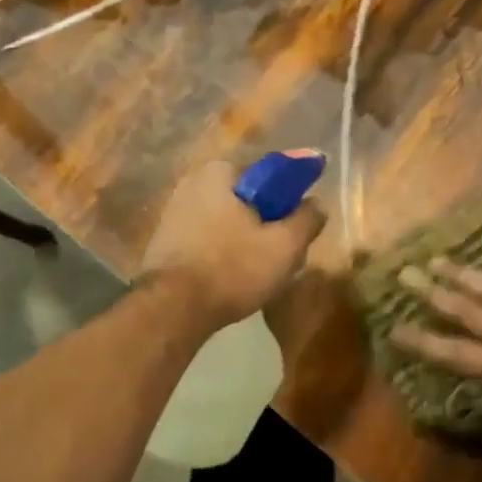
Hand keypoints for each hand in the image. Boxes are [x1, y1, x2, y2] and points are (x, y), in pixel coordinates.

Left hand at [140, 161, 326, 327]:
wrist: (171, 309)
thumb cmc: (232, 268)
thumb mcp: (285, 246)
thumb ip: (307, 219)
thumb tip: (317, 203)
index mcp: (220, 171)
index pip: (269, 174)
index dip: (292, 197)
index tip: (303, 221)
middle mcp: (193, 182)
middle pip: (248, 199)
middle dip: (269, 221)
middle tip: (286, 252)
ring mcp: (174, 211)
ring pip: (228, 221)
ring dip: (247, 239)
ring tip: (262, 271)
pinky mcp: (165, 240)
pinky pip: (208, 238)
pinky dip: (224, 251)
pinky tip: (234, 277)